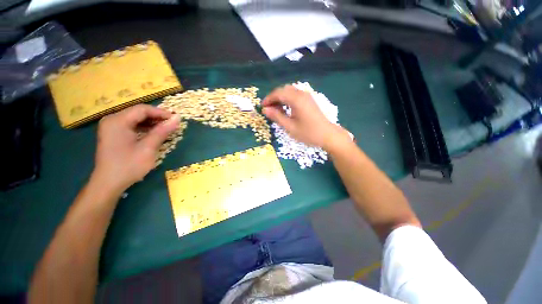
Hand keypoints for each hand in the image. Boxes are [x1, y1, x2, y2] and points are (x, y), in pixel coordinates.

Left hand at [91, 105, 179, 193]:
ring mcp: (111, 126)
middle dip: (157, 117)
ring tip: (166, 129)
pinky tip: (154, 133)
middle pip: (138, 112)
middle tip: (173, 125)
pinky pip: (131, 125)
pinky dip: (144, 127)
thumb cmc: (129, 166)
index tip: (176, 119)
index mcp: (118, 121)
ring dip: (152, 122)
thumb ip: (162, 131)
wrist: (108, 183)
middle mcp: (112, 120)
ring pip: (135, 118)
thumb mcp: (148, 148)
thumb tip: (178, 118)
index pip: (142, 109)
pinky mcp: (113, 133)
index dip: (161, 113)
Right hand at [261, 85, 347, 148]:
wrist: (328, 135)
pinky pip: (295, 95)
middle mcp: (301, 94)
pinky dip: (287, 99)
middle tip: (268, 109)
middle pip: (283, 90)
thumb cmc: (308, 133)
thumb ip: (277, 117)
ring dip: (280, 98)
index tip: (262, 107)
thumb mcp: (290, 127)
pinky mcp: (309, 100)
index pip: (278, 93)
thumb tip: (265, 109)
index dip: (268, 99)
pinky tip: (285, 109)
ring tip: (275, 110)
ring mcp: (307, 96)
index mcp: (296, 99)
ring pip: (289, 91)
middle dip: (274, 97)